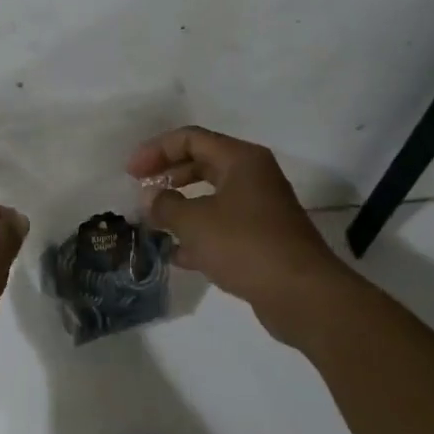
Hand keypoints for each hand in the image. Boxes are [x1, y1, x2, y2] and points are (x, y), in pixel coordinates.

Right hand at [127, 126, 342, 342]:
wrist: (302, 294)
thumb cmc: (245, 245)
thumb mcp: (194, 222)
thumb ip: (166, 205)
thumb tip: (152, 199)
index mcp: (240, 159)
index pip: (190, 139)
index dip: (156, 151)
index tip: (131, 173)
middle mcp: (253, 176)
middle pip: (202, 163)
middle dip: (168, 176)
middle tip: (142, 192)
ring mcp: (261, 208)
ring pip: (212, 196)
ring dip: (182, 207)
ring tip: (154, 223)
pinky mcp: (263, 238)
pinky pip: (223, 225)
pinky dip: (199, 234)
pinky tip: (177, 255)